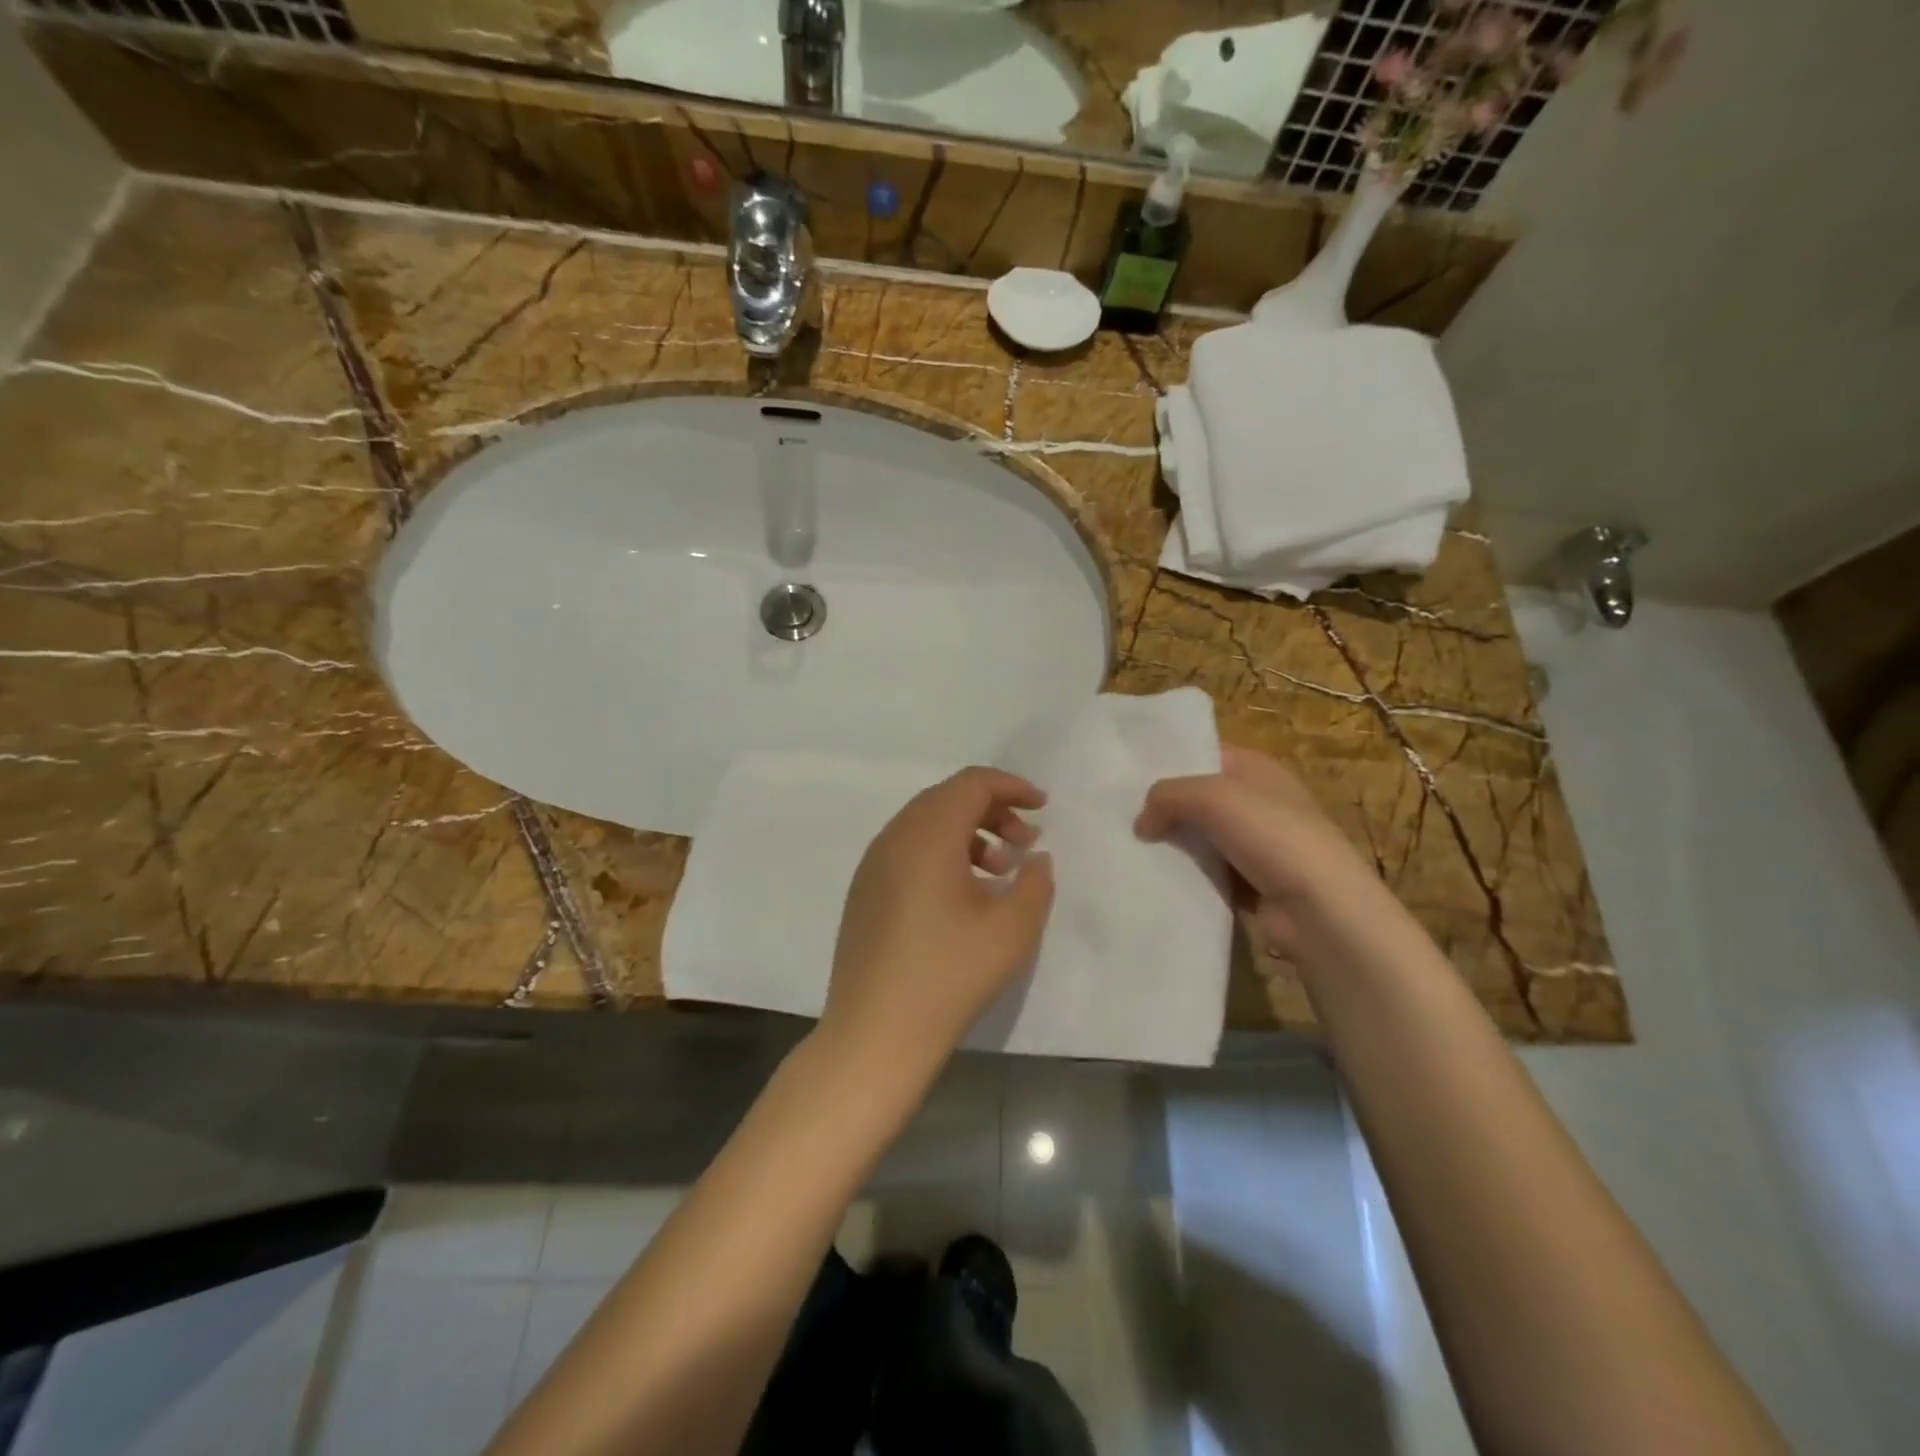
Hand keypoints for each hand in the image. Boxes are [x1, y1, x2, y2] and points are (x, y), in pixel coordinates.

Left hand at [822, 767, 1055, 1079]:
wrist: (874, 1035)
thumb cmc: (949, 976)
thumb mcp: (1011, 930)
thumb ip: (1035, 883)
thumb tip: (1036, 858)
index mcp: (927, 835)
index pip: (971, 783)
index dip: (1011, 787)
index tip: (1043, 808)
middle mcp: (894, 838)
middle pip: (946, 798)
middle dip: (992, 810)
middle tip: (1024, 844)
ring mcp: (873, 865)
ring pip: (925, 824)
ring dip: (968, 834)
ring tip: (997, 873)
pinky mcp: (864, 892)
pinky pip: (908, 850)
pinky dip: (942, 854)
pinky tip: (962, 896)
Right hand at [1135, 746, 1389, 954]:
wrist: (1320, 907)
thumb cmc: (1271, 834)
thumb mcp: (1212, 796)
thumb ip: (1168, 796)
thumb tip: (1141, 822)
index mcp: (1255, 768)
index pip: (1203, 754)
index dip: (1167, 763)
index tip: (1126, 779)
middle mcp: (1257, 800)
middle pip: (1197, 797)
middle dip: (1163, 807)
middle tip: (1119, 817)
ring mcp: (1256, 843)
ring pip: (1200, 837)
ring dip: (1172, 845)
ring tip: (1129, 849)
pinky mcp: (1251, 881)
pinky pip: (1208, 872)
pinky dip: (1187, 876)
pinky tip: (1156, 878)